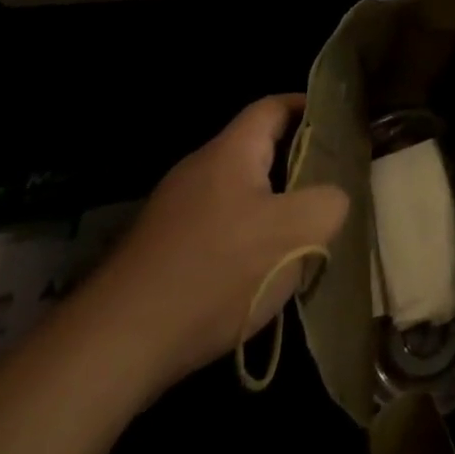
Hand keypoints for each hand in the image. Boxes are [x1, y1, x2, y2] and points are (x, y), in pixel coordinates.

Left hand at [79, 95, 348, 394]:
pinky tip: (256, 275)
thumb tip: (333, 198)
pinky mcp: (159, 250)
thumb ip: (330, 202)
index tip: (339, 123)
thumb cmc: (215, 273)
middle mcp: (198, 169)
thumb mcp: (296, 233)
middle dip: (296, 163)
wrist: (115, 346)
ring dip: (270, 206)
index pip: (274, 106)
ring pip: (237, 193)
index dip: (309, 107)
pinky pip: (215, 227)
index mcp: (231, 151)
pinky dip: (242, 238)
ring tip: (301, 234)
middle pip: (256, 150)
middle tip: (331, 184)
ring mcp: (174, 211)